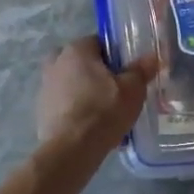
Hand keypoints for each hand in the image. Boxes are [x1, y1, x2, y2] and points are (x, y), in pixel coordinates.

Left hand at [36, 37, 159, 159]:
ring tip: (106, 114)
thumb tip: (152, 57)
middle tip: (117, 93)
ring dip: (86, 92)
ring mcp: (45, 86)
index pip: (100, 43)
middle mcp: (56, 61)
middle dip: (99, 75)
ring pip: (73, 83)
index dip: (116, 57)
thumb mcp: (132, 90)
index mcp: (77, 49)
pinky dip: (76, 110)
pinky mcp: (41, 110)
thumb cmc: (103, 111)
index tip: (127, 74)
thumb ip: (141, 70)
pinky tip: (91, 127)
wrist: (70, 150)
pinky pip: (65, 103)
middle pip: (84, 63)